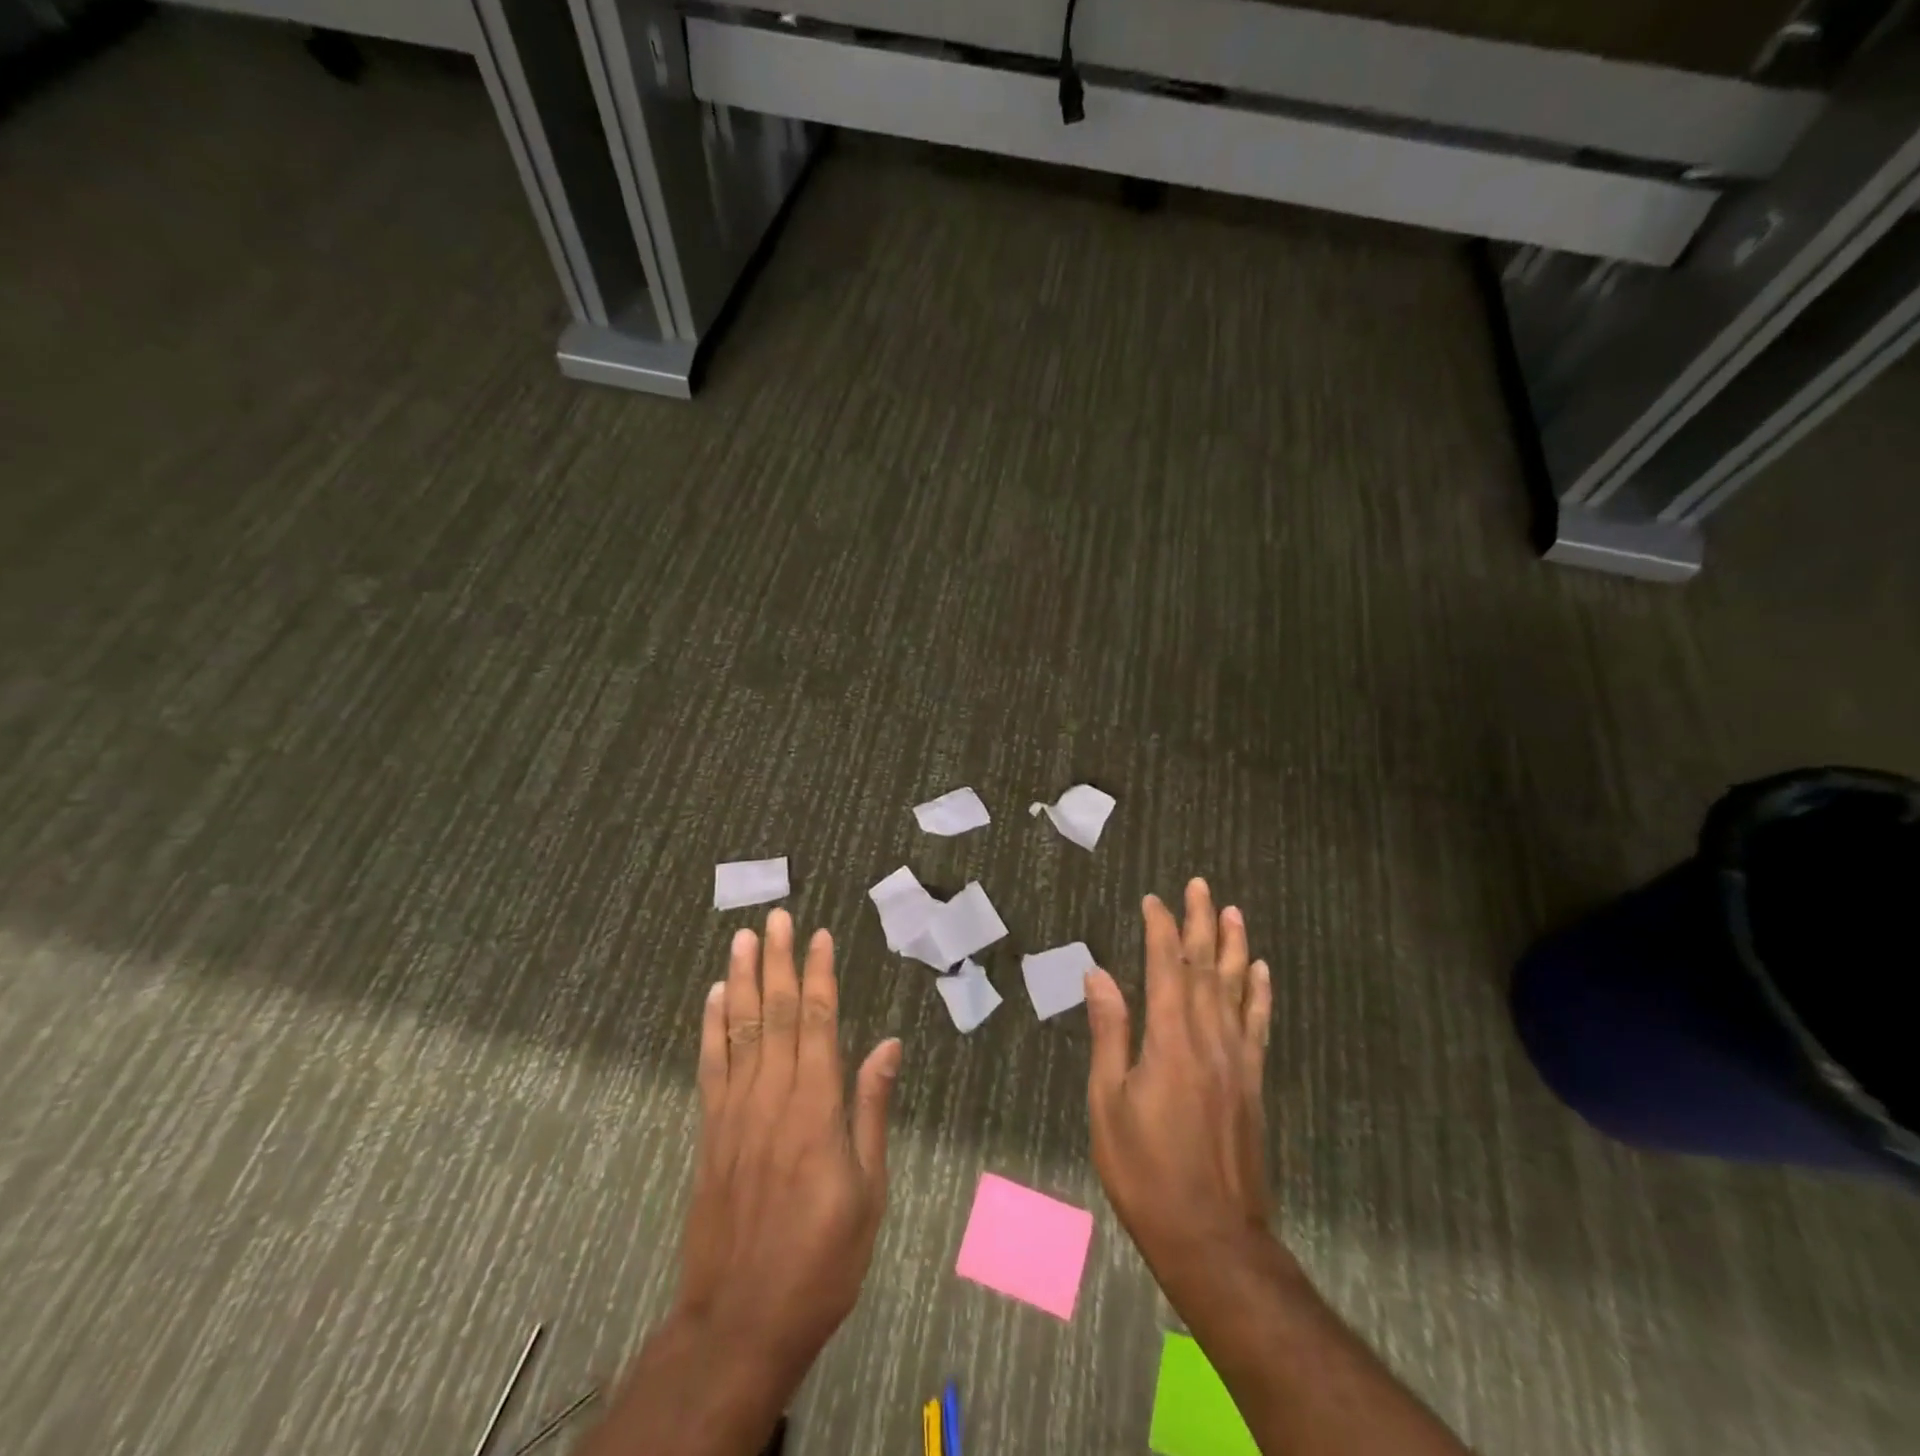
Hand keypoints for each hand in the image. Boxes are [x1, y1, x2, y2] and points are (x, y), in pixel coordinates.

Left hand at [581, 913, 902, 1455]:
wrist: (741, 1321)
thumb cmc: (822, 1259)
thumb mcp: (868, 1191)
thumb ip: (872, 1110)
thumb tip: (887, 1045)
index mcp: (816, 1108)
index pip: (818, 1022)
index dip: (819, 975)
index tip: (820, 936)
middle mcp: (772, 1097)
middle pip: (775, 1013)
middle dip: (778, 961)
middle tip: (777, 917)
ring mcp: (734, 1112)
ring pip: (739, 1029)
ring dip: (742, 979)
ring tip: (743, 938)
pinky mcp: (710, 1132)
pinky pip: (710, 1066)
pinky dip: (712, 1027)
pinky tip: (715, 997)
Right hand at [1084, 880, 1274, 1306]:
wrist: (1212, 1236)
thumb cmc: (1145, 1171)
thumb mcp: (1109, 1104)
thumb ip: (1110, 1034)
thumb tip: (1100, 975)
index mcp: (1170, 1041)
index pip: (1166, 968)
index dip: (1161, 929)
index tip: (1153, 900)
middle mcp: (1209, 1039)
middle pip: (1206, 967)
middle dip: (1201, 922)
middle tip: (1200, 885)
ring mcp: (1237, 1059)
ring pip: (1236, 988)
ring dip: (1234, 946)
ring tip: (1233, 912)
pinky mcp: (1252, 1082)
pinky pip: (1257, 1024)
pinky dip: (1258, 993)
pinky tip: (1260, 971)